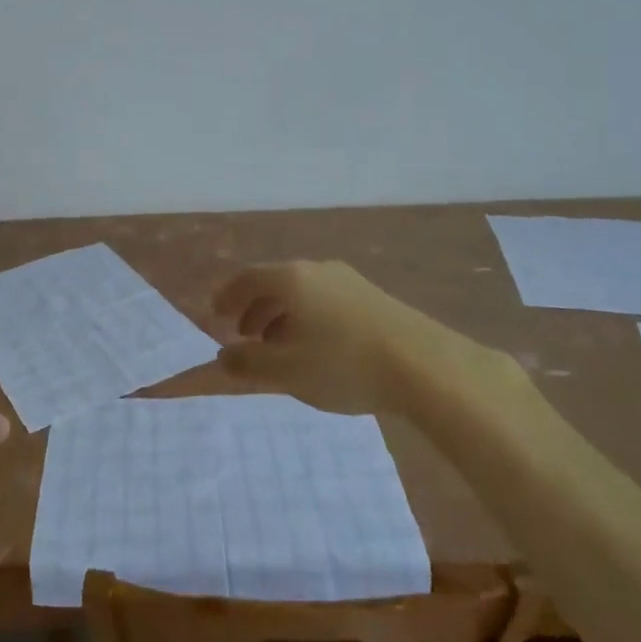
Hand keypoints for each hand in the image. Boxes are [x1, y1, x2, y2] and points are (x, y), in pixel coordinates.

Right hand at [213, 260, 485, 414]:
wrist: (425, 365)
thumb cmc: (343, 364)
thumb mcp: (285, 371)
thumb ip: (247, 364)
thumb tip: (222, 357)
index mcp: (291, 279)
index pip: (248, 278)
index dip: (227, 295)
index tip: (215, 314)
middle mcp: (318, 270)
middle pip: (276, 283)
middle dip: (255, 308)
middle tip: (244, 335)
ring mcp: (350, 281)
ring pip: (303, 293)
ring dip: (282, 315)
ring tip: (278, 346)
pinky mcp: (375, 298)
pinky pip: (327, 301)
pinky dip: (309, 318)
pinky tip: (318, 347)